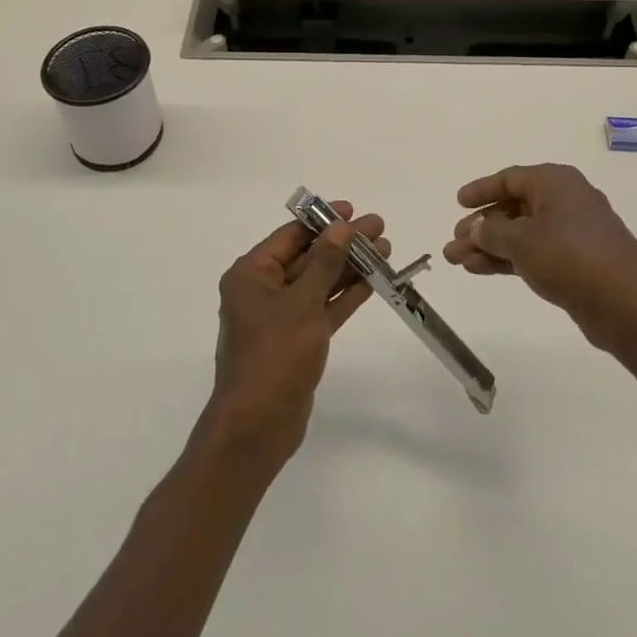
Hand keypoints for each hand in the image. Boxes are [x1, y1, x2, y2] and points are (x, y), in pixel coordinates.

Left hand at [200, 203, 381, 472]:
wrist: (258, 426)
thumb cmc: (274, 355)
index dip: (322, 220)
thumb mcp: (302, 303)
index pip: (291, 235)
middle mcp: (263, 289)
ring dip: (349, 267)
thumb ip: (325, 262)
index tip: (353, 210)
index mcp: (251, 273)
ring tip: (386, 249)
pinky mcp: (297, 340)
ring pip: (319, 282)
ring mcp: (280, 316)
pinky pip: (323, 308)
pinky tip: (374, 281)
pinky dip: (345, 295)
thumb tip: (341, 226)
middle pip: (308, 256)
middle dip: (343, 243)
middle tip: (380, 227)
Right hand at [442, 164, 636, 352]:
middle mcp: (565, 201)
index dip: (481, 190)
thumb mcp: (521, 241)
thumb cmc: (571, 258)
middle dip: (480, 226)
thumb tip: (476, 227)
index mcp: (555, 182)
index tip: (458, 203)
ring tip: (457, 262)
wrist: (628, 306)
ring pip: (521, 234)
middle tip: (453, 242)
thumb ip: (491, 231)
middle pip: (513, 208)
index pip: (509, 178)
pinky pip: (534, 253)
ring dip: (489, 246)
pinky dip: (508, 259)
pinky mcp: (577, 262)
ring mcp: (573, 233)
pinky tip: (481, 270)